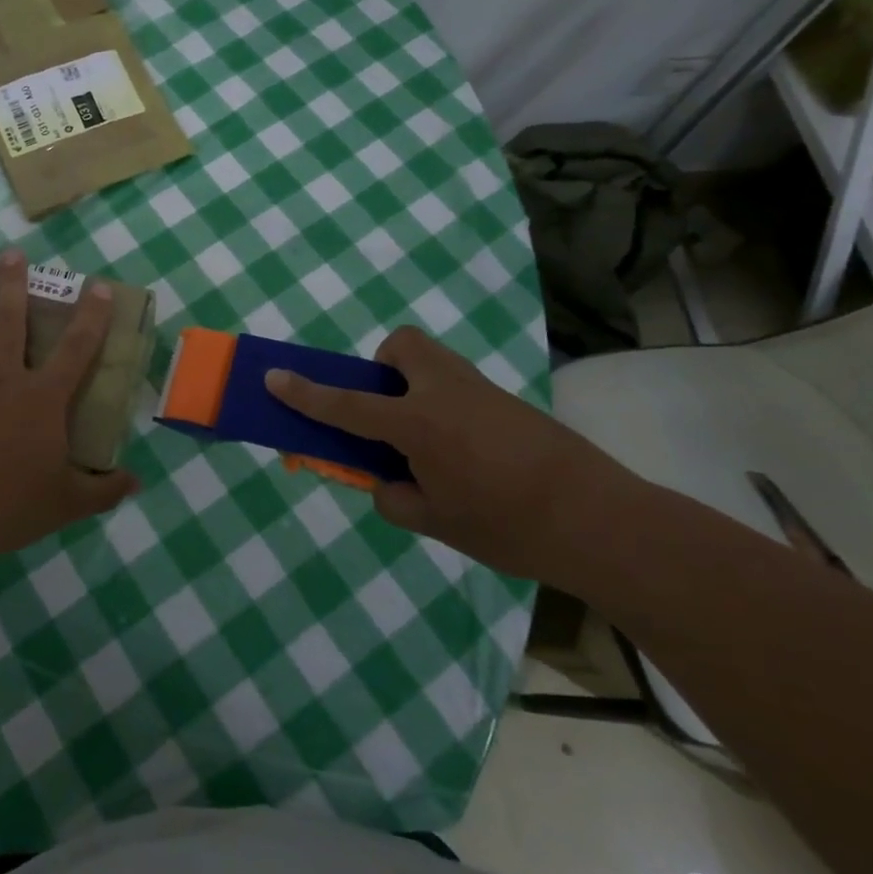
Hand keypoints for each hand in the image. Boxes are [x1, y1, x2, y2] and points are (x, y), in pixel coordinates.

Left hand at [0, 248, 137, 568]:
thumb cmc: (8, 508)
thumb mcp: (67, 503)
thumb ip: (104, 490)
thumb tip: (137, 483)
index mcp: (42, 399)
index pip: (76, 347)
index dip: (91, 315)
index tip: (97, 286)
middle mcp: (3, 377)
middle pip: (11, 318)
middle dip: (14, 281)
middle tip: (13, 252)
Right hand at [266, 327, 629, 579]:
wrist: (598, 521)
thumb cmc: (507, 527)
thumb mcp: (435, 523)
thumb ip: (395, 497)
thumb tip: (386, 481)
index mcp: (417, 424)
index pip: (346, 405)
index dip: (305, 393)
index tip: (274, 377)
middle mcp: (445, 392)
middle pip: (401, 346)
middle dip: (383, 368)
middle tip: (388, 412)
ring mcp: (480, 390)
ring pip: (433, 360)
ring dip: (414, 384)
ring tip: (428, 439)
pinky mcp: (508, 400)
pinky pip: (459, 385)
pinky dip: (445, 405)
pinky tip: (467, 454)